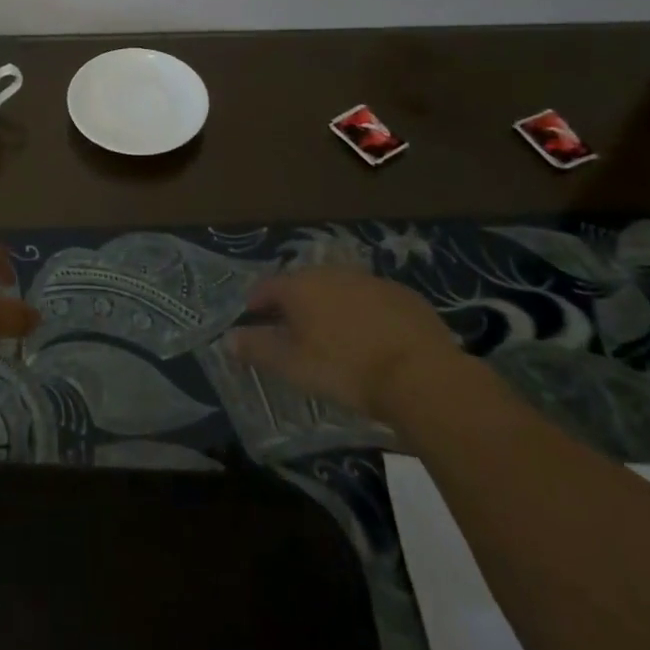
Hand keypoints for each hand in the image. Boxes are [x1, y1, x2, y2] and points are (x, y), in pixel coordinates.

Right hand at [226, 266, 463, 421]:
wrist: (422, 376)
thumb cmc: (345, 369)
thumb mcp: (292, 366)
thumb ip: (257, 348)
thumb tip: (227, 339)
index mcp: (301, 286)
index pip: (267, 286)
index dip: (256, 302)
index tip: (253, 318)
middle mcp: (333, 273)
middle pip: (304, 284)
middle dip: (294, 304)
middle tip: (292, 330)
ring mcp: (372, 281)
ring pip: (340, 290)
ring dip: (331, 307)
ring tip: (332, 336)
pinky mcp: (405, 296)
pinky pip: (373, 301)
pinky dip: (365, 314)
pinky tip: (371, 340)